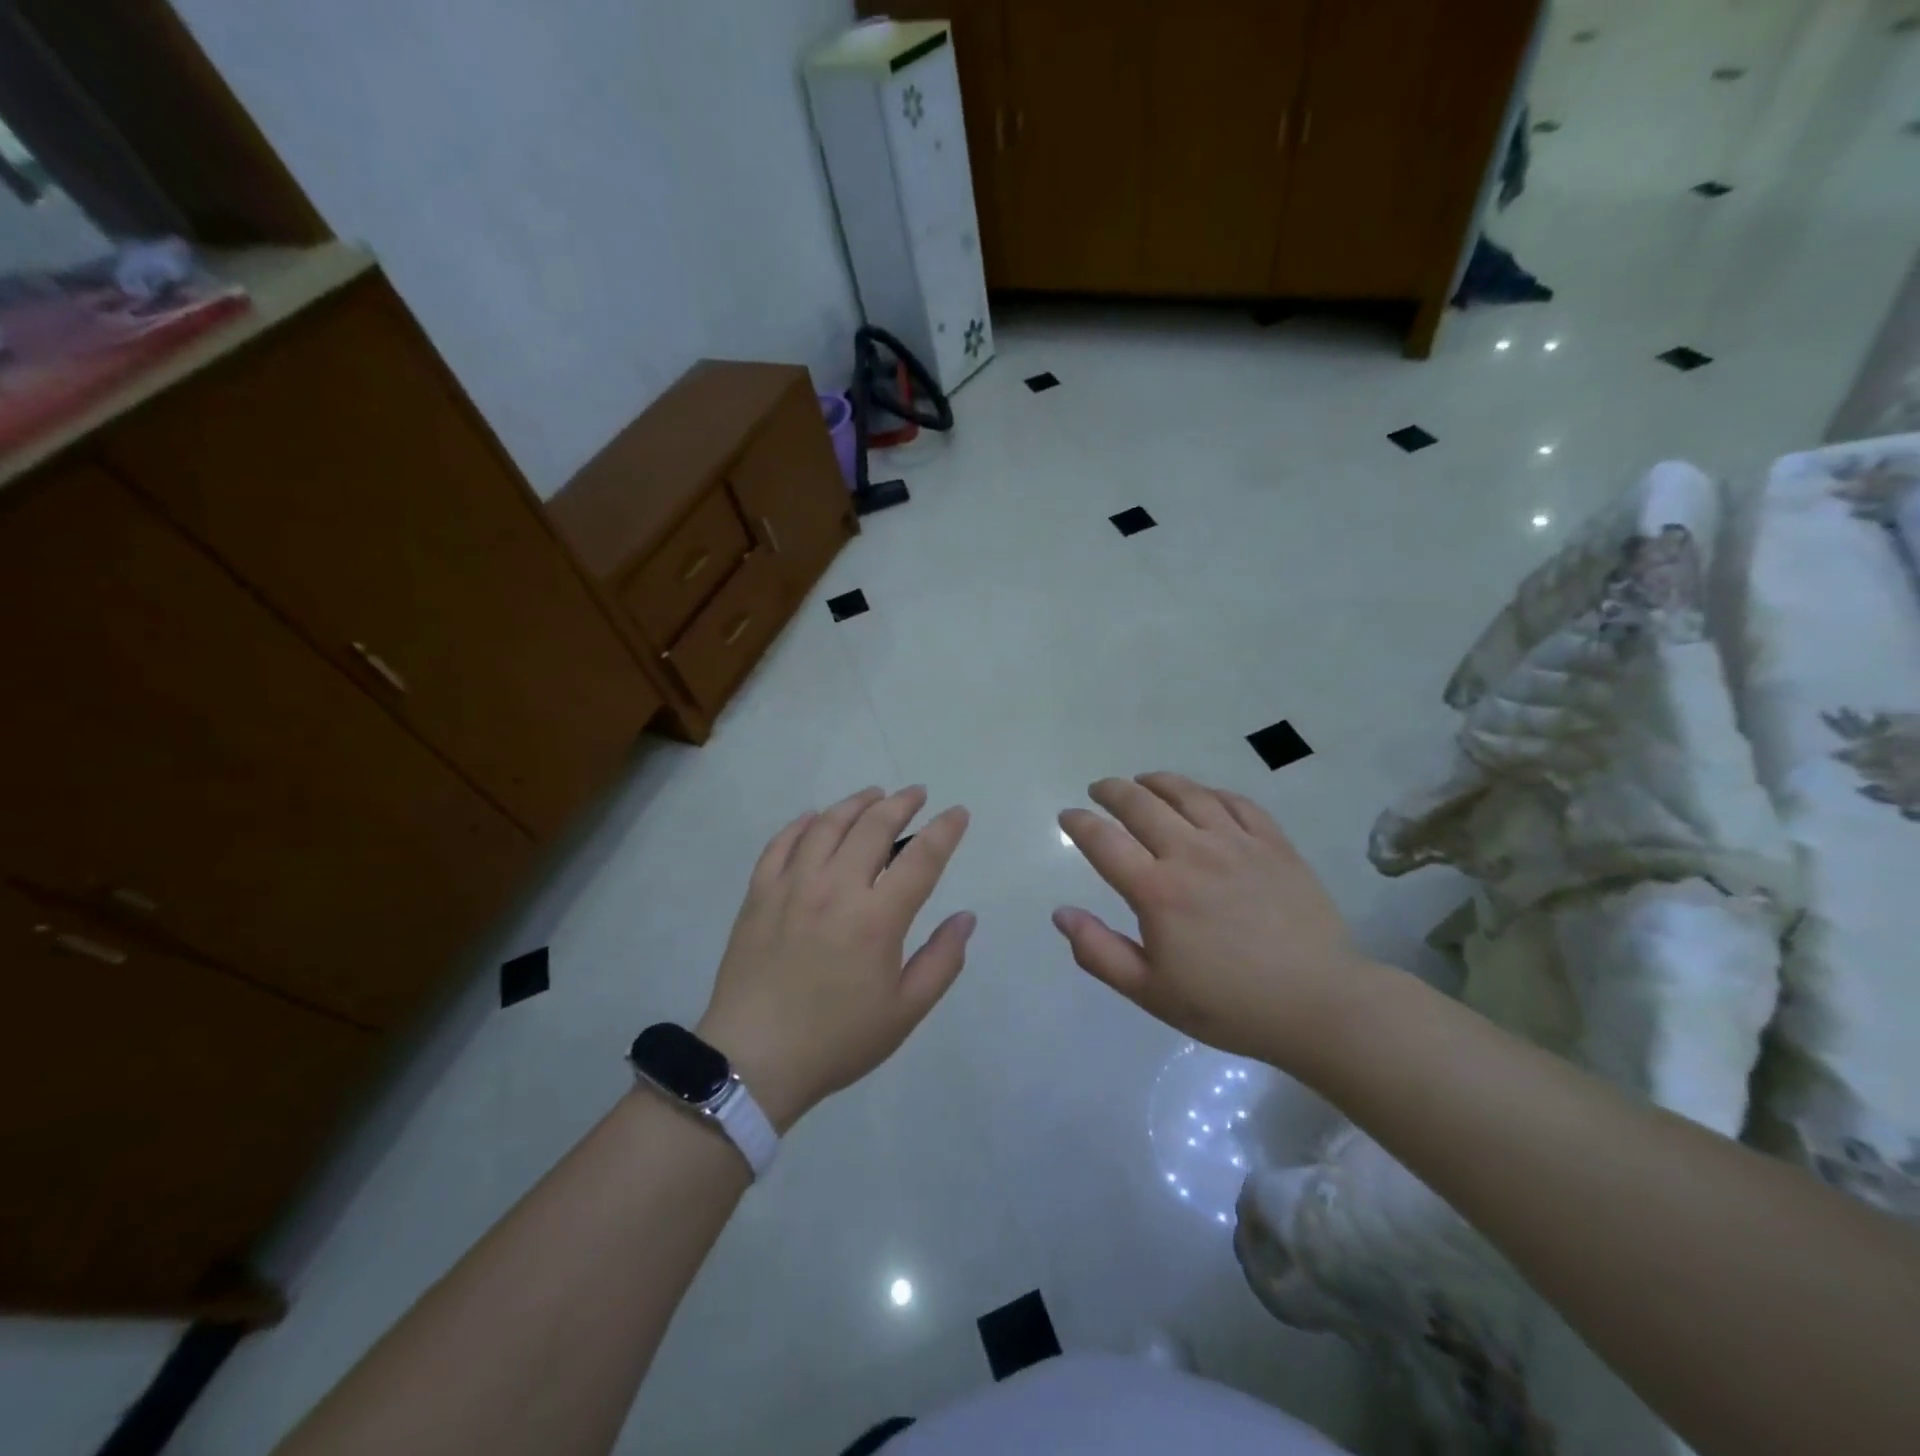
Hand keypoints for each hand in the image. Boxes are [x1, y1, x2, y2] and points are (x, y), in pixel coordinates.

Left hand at [696, 787, 973, 1129]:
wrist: (753, 1060)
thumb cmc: (837, 1040)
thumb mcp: (905, 1012)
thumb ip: (942, 960)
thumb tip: (966, 917)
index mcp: (877, 918)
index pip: (921, 858)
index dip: (945, 830)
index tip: (958, 813)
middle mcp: (836, 888)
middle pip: (874, 827)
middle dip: (901, 803)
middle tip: (916, 793)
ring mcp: (792, 886)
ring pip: (827, 825)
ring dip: (855, 803)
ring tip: (873, 795)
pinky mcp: (759, 894)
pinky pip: (781, 843)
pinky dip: (802, 823)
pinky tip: (814, 817)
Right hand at [1054, 772, 1368, 1070]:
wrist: (1320, 1004)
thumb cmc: (1229, 1005)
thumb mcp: (1151, 992)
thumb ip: (1099, 952)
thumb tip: (1061, 913)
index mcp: (1157, 890)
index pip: (1103, 841)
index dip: (1079, 824)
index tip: (1068, 817)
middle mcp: (1191, 853)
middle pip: (1140, 804)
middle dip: (1111, 791)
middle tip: (1099, 790)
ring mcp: (1236, 843)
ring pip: (1187, 793)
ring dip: (1157, 781)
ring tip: (1143, 781)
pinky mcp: (1273, 843)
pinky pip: (1235, 802)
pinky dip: (1208, 792)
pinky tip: (1202, 796)